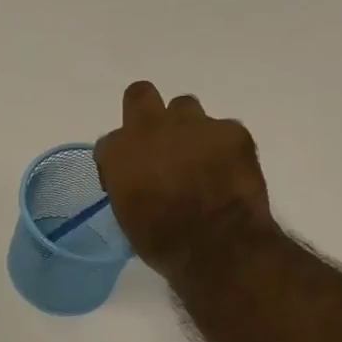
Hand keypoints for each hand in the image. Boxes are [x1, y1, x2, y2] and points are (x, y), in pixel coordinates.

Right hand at [95, 81, 273, 280]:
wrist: (219, 246)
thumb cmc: (162, 240)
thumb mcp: (126, 213)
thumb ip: (125, 182)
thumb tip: (136, 178)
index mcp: (119, 151)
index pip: (109, 142)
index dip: (119, 159)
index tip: (129, 178)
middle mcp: (151, 128)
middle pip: (140, 94)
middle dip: (145, 112)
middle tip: (157, 141)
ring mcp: (194, 124)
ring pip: (184, 106)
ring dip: (185, 127)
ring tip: (197, 156)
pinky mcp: (232, 130)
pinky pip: (222, 128)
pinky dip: (222, 146)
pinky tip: (227, 169)